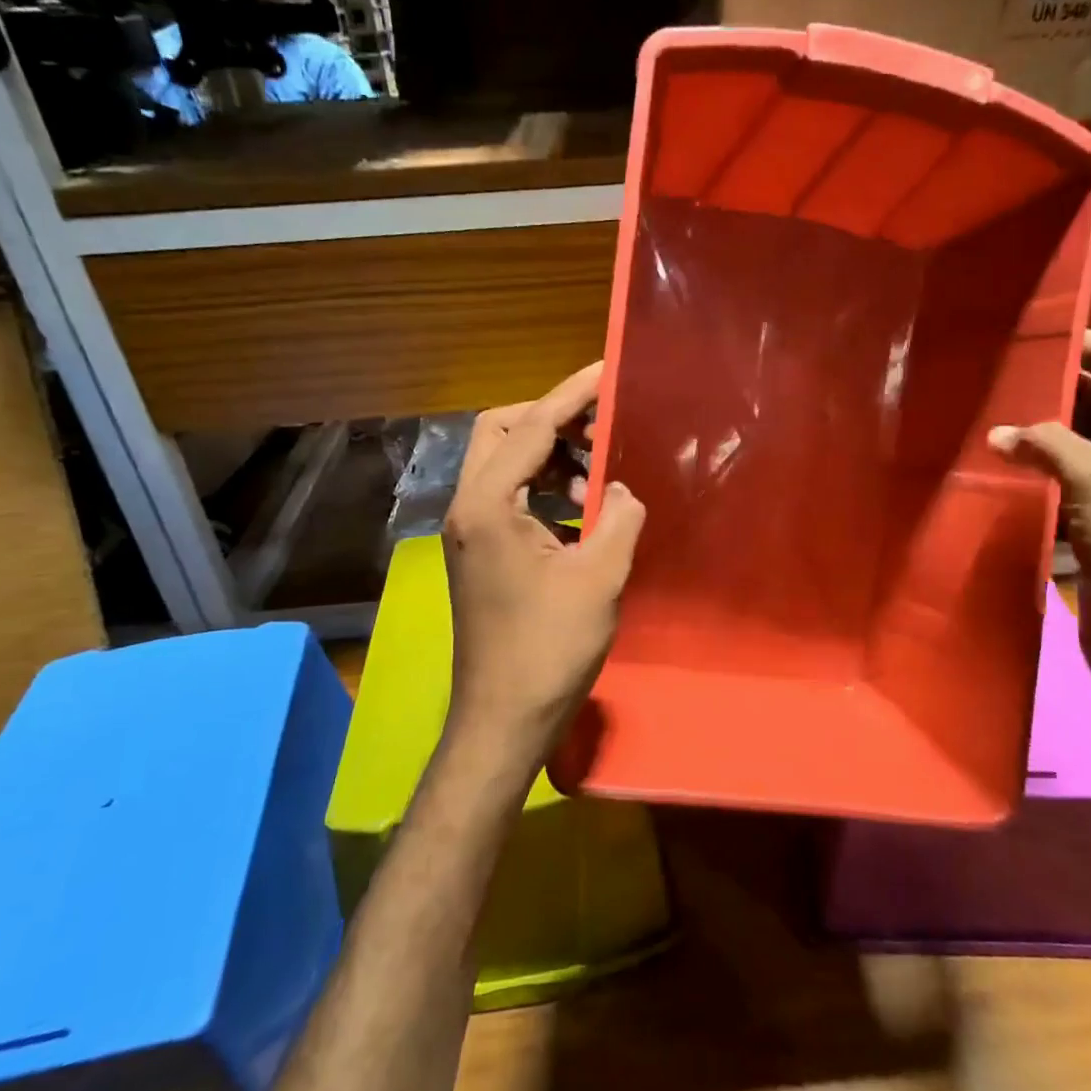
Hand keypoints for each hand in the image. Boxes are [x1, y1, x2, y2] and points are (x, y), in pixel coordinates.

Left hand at [441, 363, 645, 757]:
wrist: (503, 718)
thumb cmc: (549, 648)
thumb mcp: (599, 577)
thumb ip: (618, 517)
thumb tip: (622, 489)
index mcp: (488, 505)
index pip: (531, 427)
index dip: (571, 394)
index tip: (607, 371)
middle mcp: (468, 508)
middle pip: (500, 432)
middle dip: (550, 419)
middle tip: (599, 426)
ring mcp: (469, 532)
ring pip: (503, 464)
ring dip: (548, 456)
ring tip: (598, 472)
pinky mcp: (479, 553)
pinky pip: (508, 497)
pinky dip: (542, 488)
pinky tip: (581, 509)